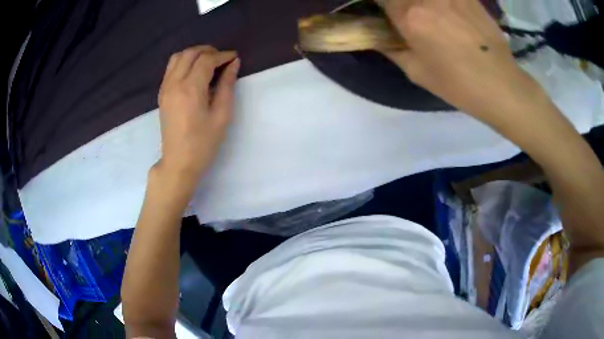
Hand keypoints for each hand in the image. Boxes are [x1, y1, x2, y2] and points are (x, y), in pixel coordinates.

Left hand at [156, 45, 239, 187]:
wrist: (178, 162)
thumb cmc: (203, 143)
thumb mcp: (221, 116)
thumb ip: (227, 86)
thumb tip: (233, 64)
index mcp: (190, 89)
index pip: (206, 60)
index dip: (222, 55)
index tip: (234, 58)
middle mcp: (174, 83)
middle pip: (190, 53)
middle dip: (208, 51)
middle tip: (222, 58)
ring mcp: (165, 88)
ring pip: (177, 57)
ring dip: (194, 54)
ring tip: (208, 62)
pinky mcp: (162, 93)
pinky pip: (171, 68)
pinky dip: (184, 62)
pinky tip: (194, 71)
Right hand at [381, 0, 542, 124]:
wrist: (500, 85)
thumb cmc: (457, 84)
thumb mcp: (417, 72)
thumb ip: (391, 48)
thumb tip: (377, 36)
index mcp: (409, 16)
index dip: (380, 4)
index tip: (386, 12)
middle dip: (401, 4)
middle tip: (409, 16)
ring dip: (423, 4)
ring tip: (431, 17)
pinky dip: (443, 4)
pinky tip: (448, 13)